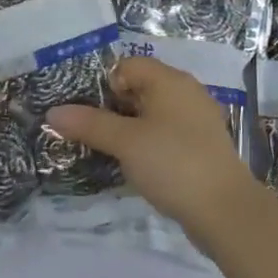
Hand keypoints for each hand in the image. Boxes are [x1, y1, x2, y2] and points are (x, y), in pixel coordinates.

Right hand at [46, 57, 255, 239]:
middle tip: (90, 133)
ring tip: (108, 152)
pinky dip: (147, 145)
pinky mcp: (200, 147)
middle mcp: (185, 93)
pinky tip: (136, 167)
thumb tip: (52, 113)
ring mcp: (196, 121)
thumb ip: (89, 124)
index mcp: (169, 80)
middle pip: (138, 88)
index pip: (127, 65)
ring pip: (151, 115)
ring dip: (128, 130)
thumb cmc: (172, 163)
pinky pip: (165, 135)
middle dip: (111, 108)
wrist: (225, 211)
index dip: (103, 85)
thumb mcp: (125, 142)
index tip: (87, 113)